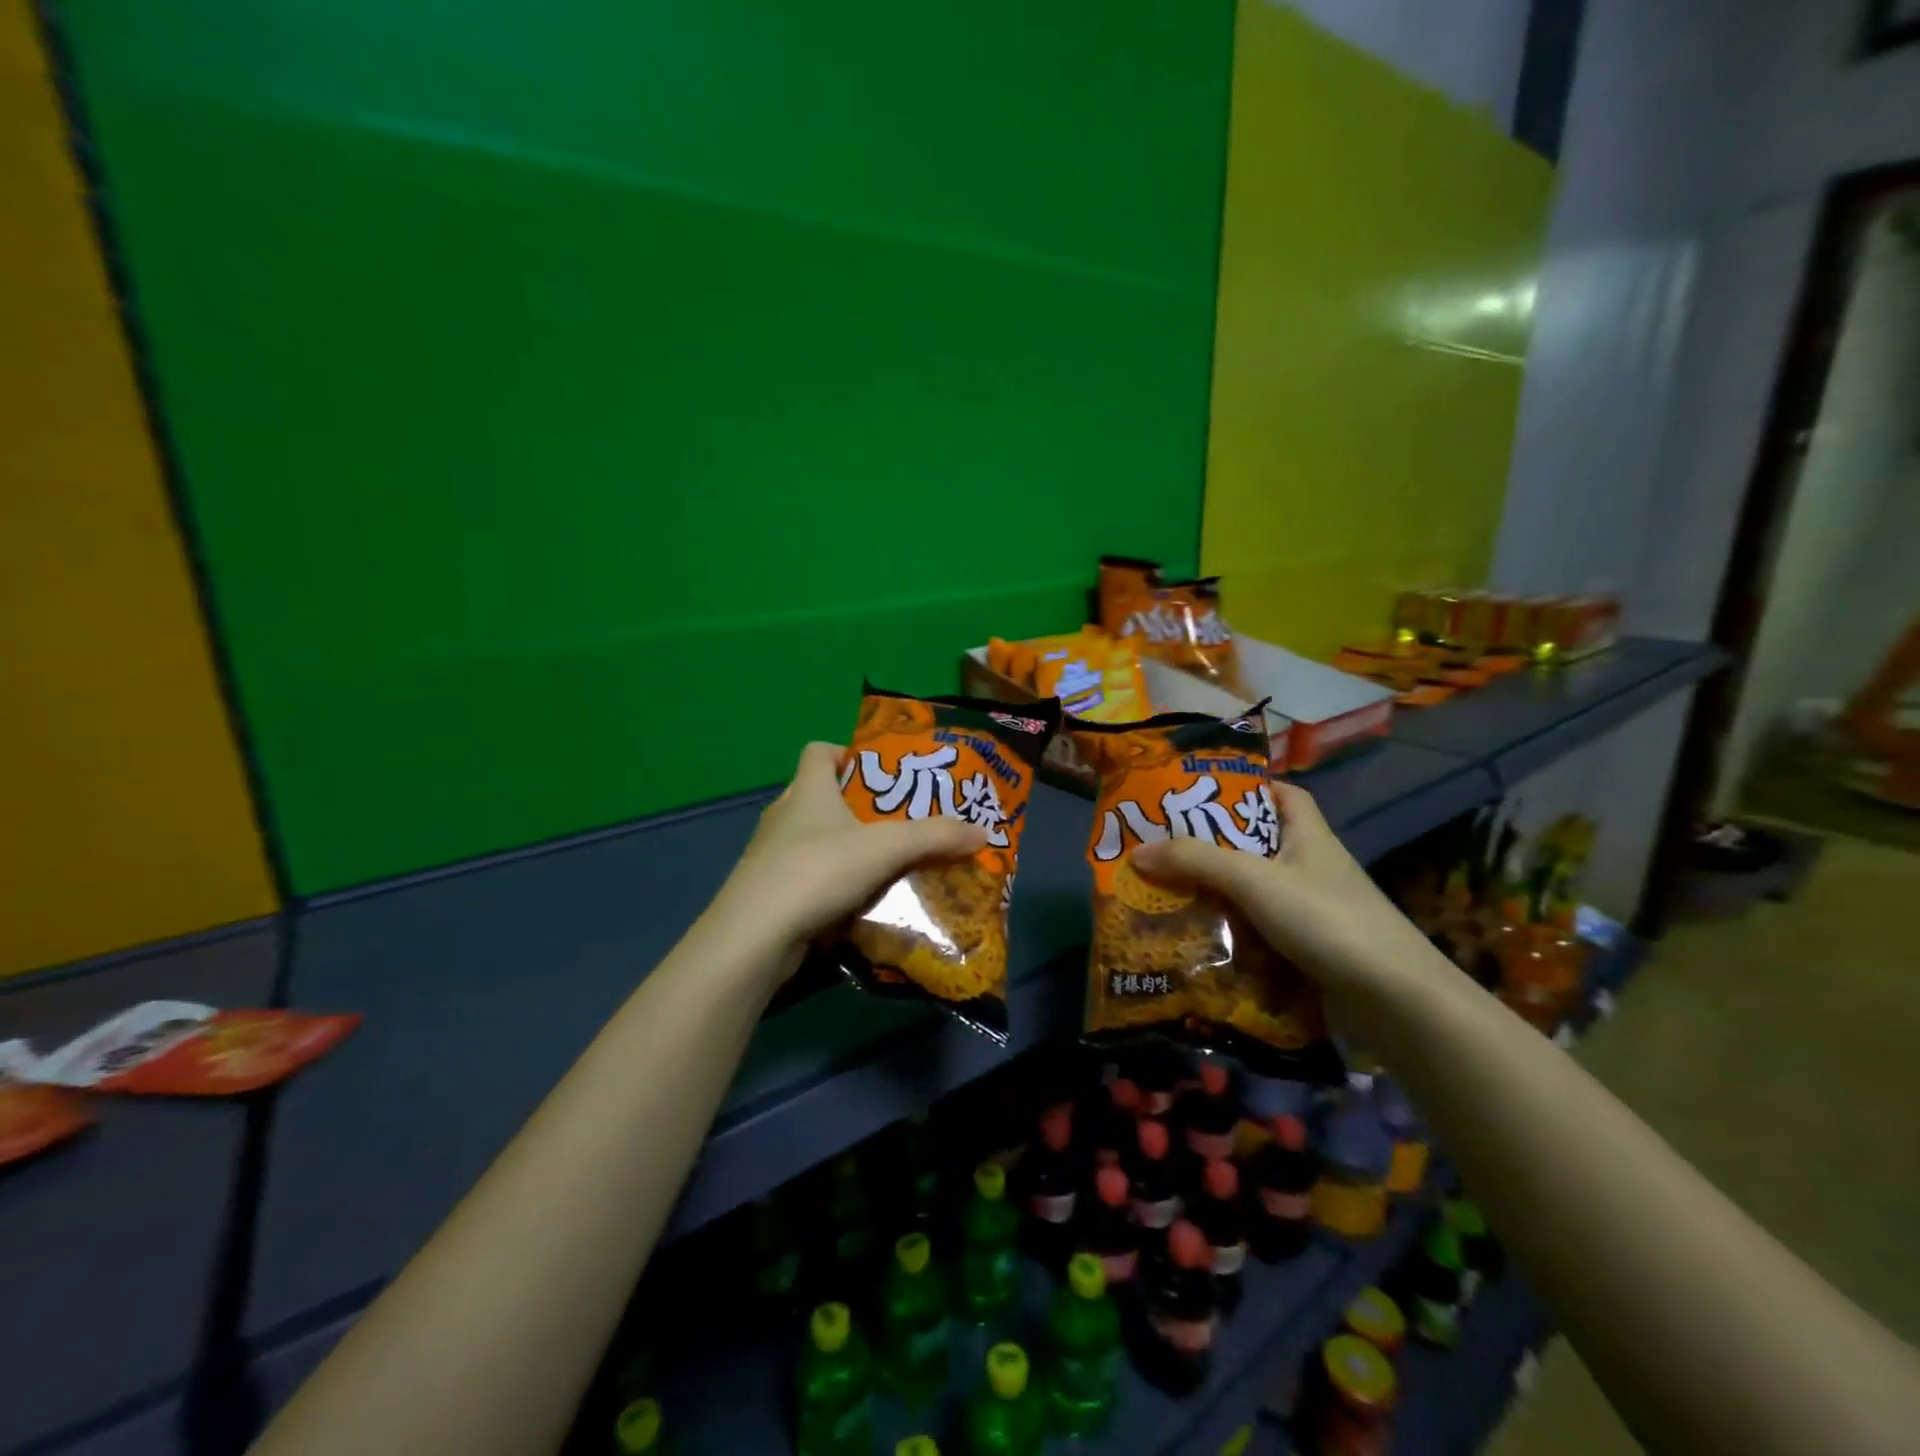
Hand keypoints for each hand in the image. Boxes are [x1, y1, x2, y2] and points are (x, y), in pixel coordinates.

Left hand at [711, 742, 987, 970]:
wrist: (755, 937)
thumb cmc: (818, 870)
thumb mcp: (885, 847)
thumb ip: (935, 837)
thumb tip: (983, 830)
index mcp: (807, 790)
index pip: (818, 751)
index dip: (847, 752)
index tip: (879, 772)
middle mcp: (785, 816)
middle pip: (821, 796)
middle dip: (859, 807)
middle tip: (899, 821)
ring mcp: (772, 856)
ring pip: (816, 840)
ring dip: (848, 848)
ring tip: (887, 862)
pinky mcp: (771, 893)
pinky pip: (810, 878)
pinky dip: (834, 884)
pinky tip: (862, 901)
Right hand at [1132, 781, 1436, 1001]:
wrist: (1395, 1001)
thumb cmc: (1326, 919)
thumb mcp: (1253, 879)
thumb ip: (1195, 861)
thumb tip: (1138, 852)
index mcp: (1309, 834)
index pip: (1282, 794)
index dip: (1246, 787)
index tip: (1202, 794)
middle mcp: (1312, 866)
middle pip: (1258, 844)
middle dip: (1214, 845)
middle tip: (1165, 847)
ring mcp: (1314, 910)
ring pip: (1255, 891)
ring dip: (1217, 893)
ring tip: (1168, 893)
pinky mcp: (1311, 949)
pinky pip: (1261, 930)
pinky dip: (1232, 932)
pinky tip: (1199, 938)